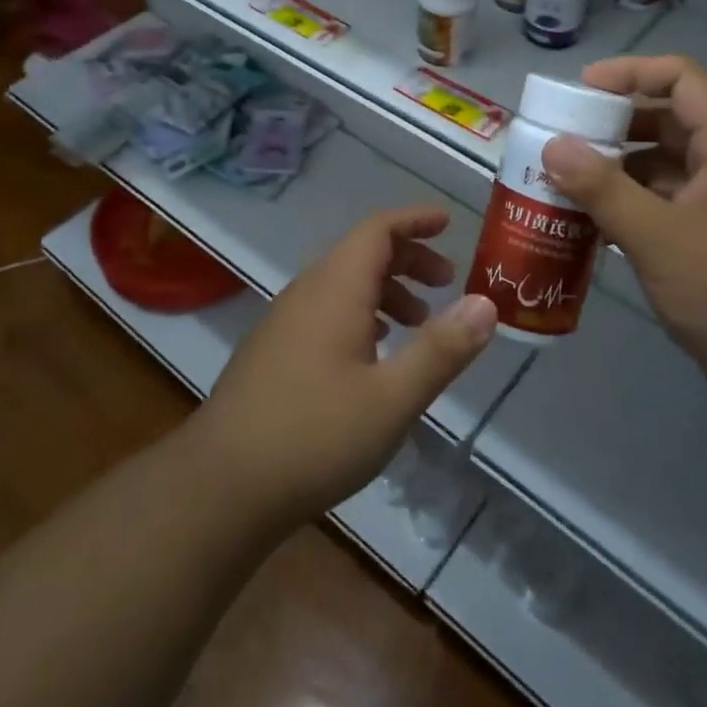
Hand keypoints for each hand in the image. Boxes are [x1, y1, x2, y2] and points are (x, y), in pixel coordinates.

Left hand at [191, 206, 496, 532]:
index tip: (448, 223)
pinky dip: (360, 314)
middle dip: (408, 258)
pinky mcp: (273, 351)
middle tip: (446, 282)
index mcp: (335, 288)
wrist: (221, 486)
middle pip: (361, 253)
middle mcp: (307, 292)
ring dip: (385, 290)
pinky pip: (325, 310)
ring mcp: (284, 321)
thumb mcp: (393, 398)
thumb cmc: (315, 436)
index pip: (378, 229)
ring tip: (418, 321)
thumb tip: (485, 303)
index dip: (415, 220)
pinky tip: (373, 353)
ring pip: (343, 283)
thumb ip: (442, 349)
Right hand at [540, 55, 706, 406]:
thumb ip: (603, 189)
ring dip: (619, 169)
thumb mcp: (661, 238)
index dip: (631, 72)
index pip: (682, 79)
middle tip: (562, 139)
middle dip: (615, 125)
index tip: (580, 91)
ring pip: (666, 167)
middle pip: (670, 120)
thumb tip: (552, 146)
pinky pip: (668, 205)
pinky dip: (632, 206)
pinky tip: (593, 224)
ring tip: (565, 181)